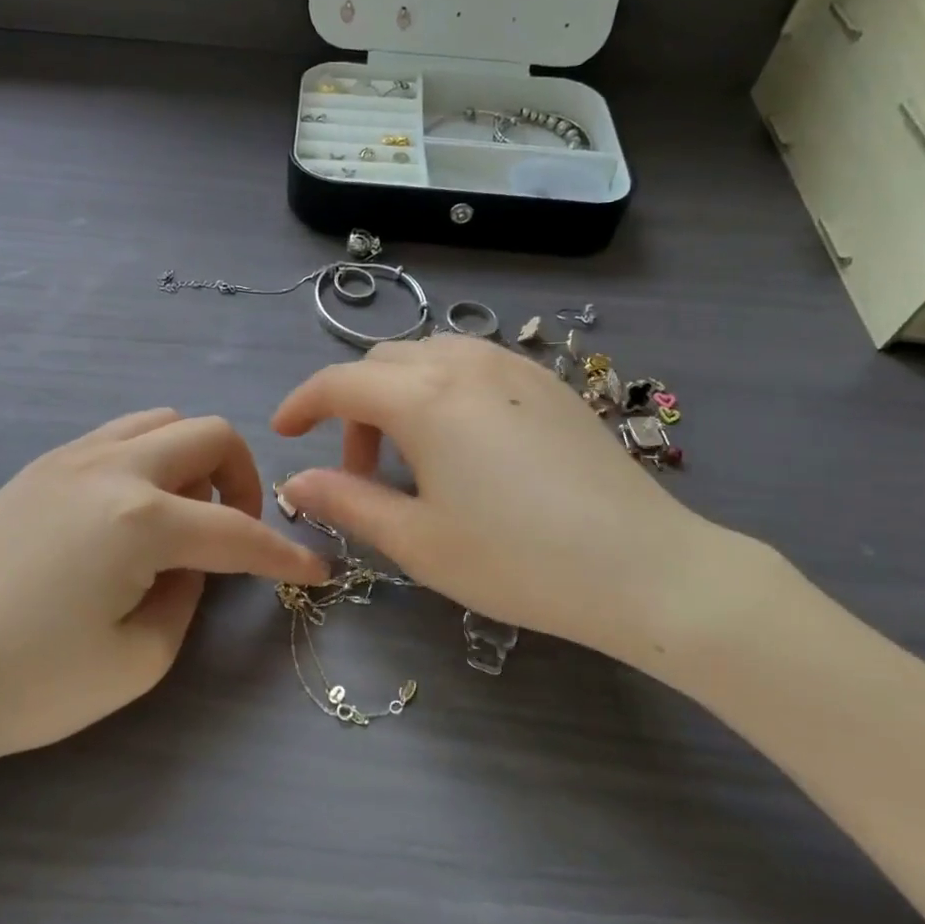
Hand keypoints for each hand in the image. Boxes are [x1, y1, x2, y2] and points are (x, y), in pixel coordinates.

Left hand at [0, 409, 328, 778]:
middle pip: (208, 436)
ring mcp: (69, 459)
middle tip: (236, 531)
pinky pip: (116, 437)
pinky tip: (133, 512)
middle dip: (243, 479)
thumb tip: (190, 565)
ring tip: (184, 516)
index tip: (316, 570)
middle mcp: (111, 469)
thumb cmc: (30, 685)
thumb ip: (186, 597)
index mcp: (141, 520)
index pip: (237, 531)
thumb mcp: (138, 659)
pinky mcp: (38, 468)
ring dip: (193, 460)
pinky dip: (149, 459)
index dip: (285, 555)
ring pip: (161, 422)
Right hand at [271, 336, 732, 667]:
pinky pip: (474, 365)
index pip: (340, 382)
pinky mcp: (549, 383)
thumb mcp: (417, 540)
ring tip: (411, 457)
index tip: (282, 431)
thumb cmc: (517, 560)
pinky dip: (443, 390)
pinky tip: (462, 444)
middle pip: (382, 364)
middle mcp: (466, 363)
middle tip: (359, 470)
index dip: (301, 403)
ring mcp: (514, 366)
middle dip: (354, 408)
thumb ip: (347, 502)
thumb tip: (297, 480)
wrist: (642, 567)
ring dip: (399, 396)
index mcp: (425, 398)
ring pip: (430, 357)